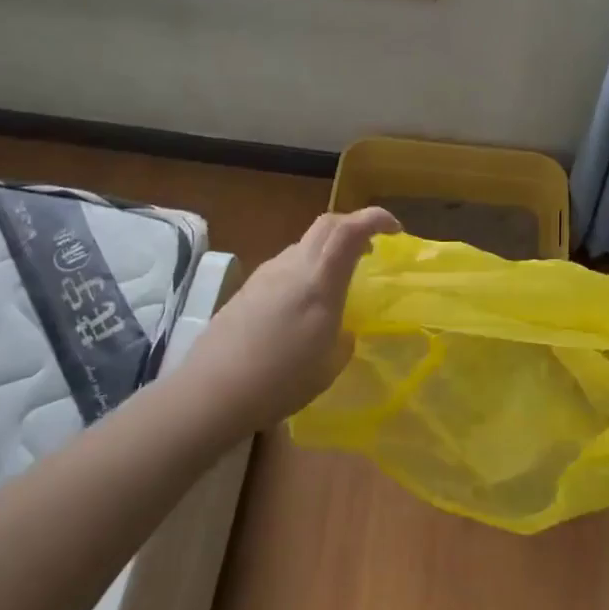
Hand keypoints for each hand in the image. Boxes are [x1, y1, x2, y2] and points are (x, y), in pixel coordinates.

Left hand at [182, 207, 399, 432]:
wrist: (212, 390)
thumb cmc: (279, 382)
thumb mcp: (328, 367)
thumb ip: (343, 340)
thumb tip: (343, 331)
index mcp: (319, 282)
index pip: (350, 230)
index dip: (375, 219)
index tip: (396, 230)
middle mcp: (293, 266)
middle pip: (327, 224)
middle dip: (354, 226)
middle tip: (371, 249)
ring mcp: (267, 273)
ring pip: (305, 244)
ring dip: (328, 250)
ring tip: (338, 281)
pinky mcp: (248, 287)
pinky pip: (286, 264)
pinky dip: (306, 269)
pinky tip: (303, 304)